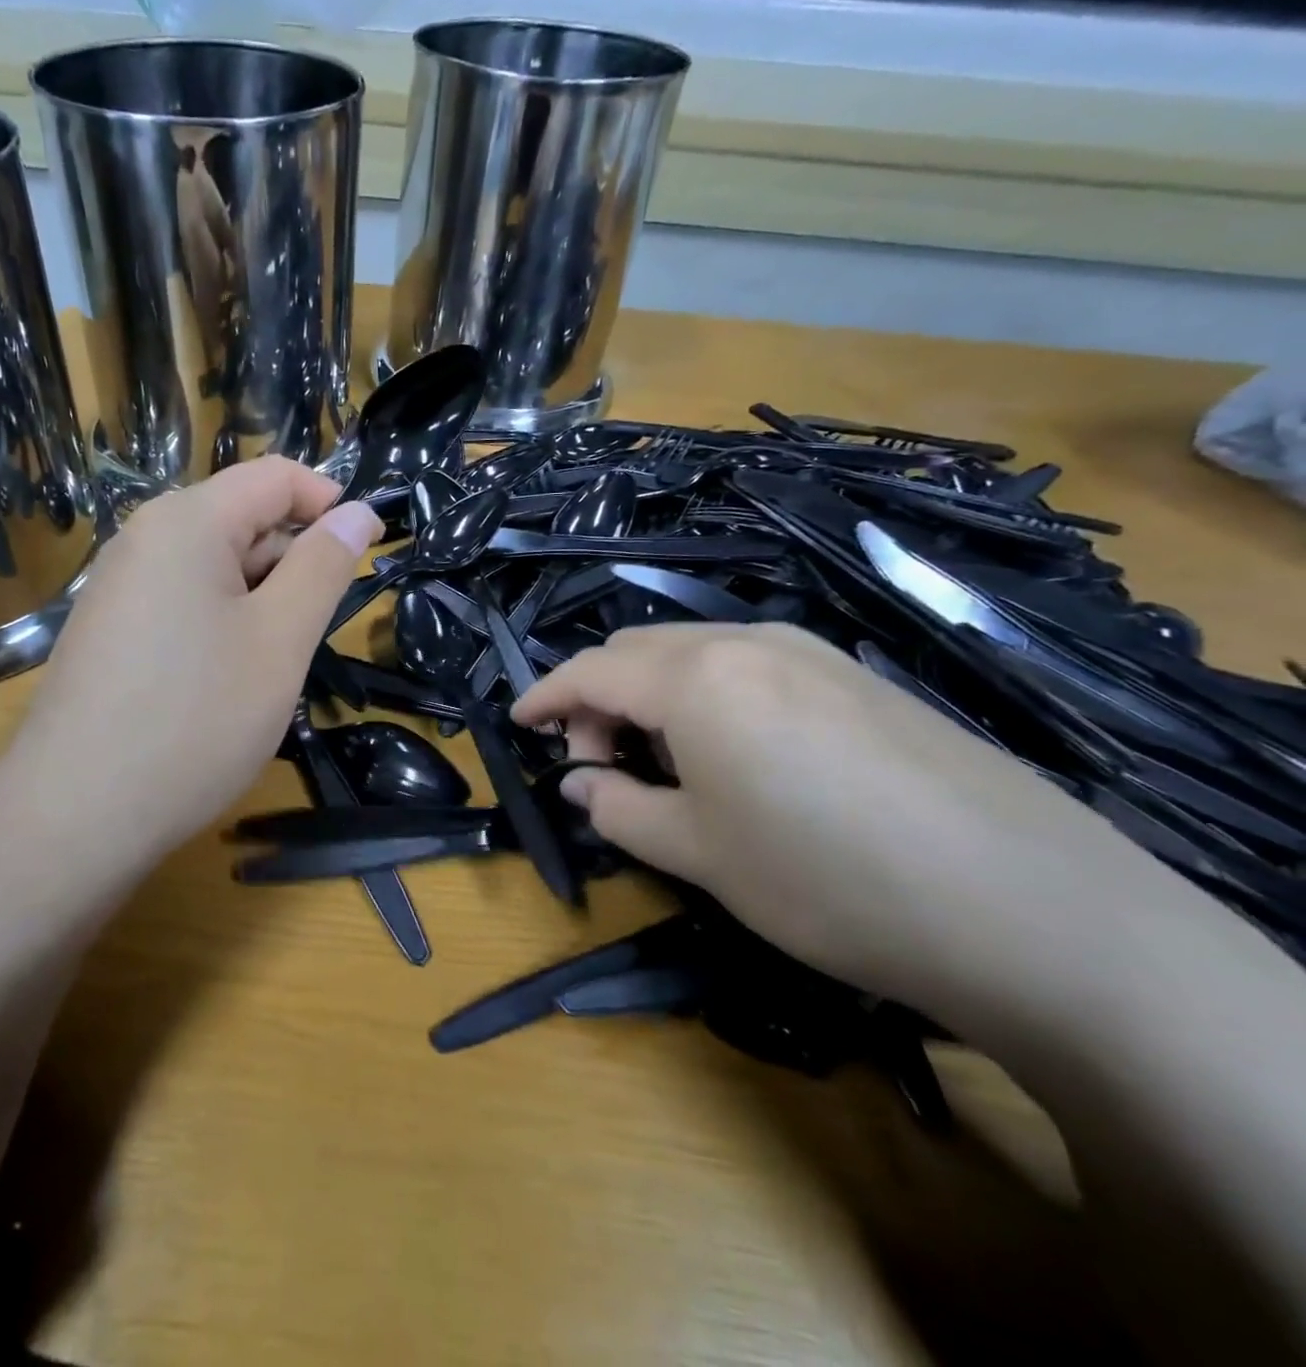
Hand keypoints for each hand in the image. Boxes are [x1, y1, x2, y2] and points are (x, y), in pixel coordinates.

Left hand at [0, 457, 382, 889]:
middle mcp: (143, 540)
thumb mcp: (280, 640)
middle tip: (316, 633)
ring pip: (214, 570)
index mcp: (186, 522)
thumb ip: (324, 566)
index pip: (274, 476)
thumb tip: (358, 511)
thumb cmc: (196, 719)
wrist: (76, 816)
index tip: (369, 552)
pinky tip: (227, 683)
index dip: (329, 503)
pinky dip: (222, 626)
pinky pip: (183, 605)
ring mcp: (118, 588)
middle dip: (293, 562)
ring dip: (261, 602)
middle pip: (241, 520)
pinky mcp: (108, 633)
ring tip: (274, 666)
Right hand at [513, 623, 1180, 1008]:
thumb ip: (619, 809)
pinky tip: (734, 754)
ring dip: (654, 695)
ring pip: (696, 654)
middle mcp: (749, 643)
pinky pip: (751, 667)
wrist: (1032, 909)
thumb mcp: (698, 854)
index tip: (519, 725)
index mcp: (696, 677)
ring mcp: (813, 653)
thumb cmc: (826, 879)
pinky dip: (709, 696)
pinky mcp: (860, 678)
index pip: (591, 671)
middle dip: (598, 696)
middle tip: (596, 761)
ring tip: (662, 762)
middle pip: (640, 650)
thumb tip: (580, 783)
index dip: (545, 697)